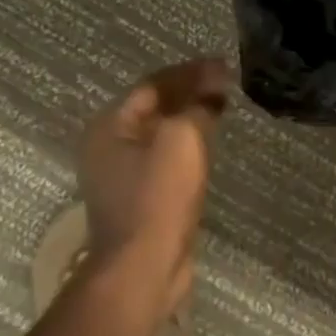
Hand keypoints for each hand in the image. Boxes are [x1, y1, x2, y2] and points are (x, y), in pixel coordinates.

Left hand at [76, 57, 228, 303]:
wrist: (143, 268)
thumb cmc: (158, 196)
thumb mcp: (183, 138)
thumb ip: (197, 107)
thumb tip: (210, 96)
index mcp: (110, 127)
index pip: (154, 84)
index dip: (192, 72)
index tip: (226, 67)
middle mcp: (109, 147)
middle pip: (155, 107)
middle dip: (191, 93)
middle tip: (227, 84)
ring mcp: (122, 176)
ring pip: (162, 133)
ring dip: (191, 118)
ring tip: (223, 107)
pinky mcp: (141, 199)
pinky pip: (166, 159)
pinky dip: (188, 145)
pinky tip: (210, 145)